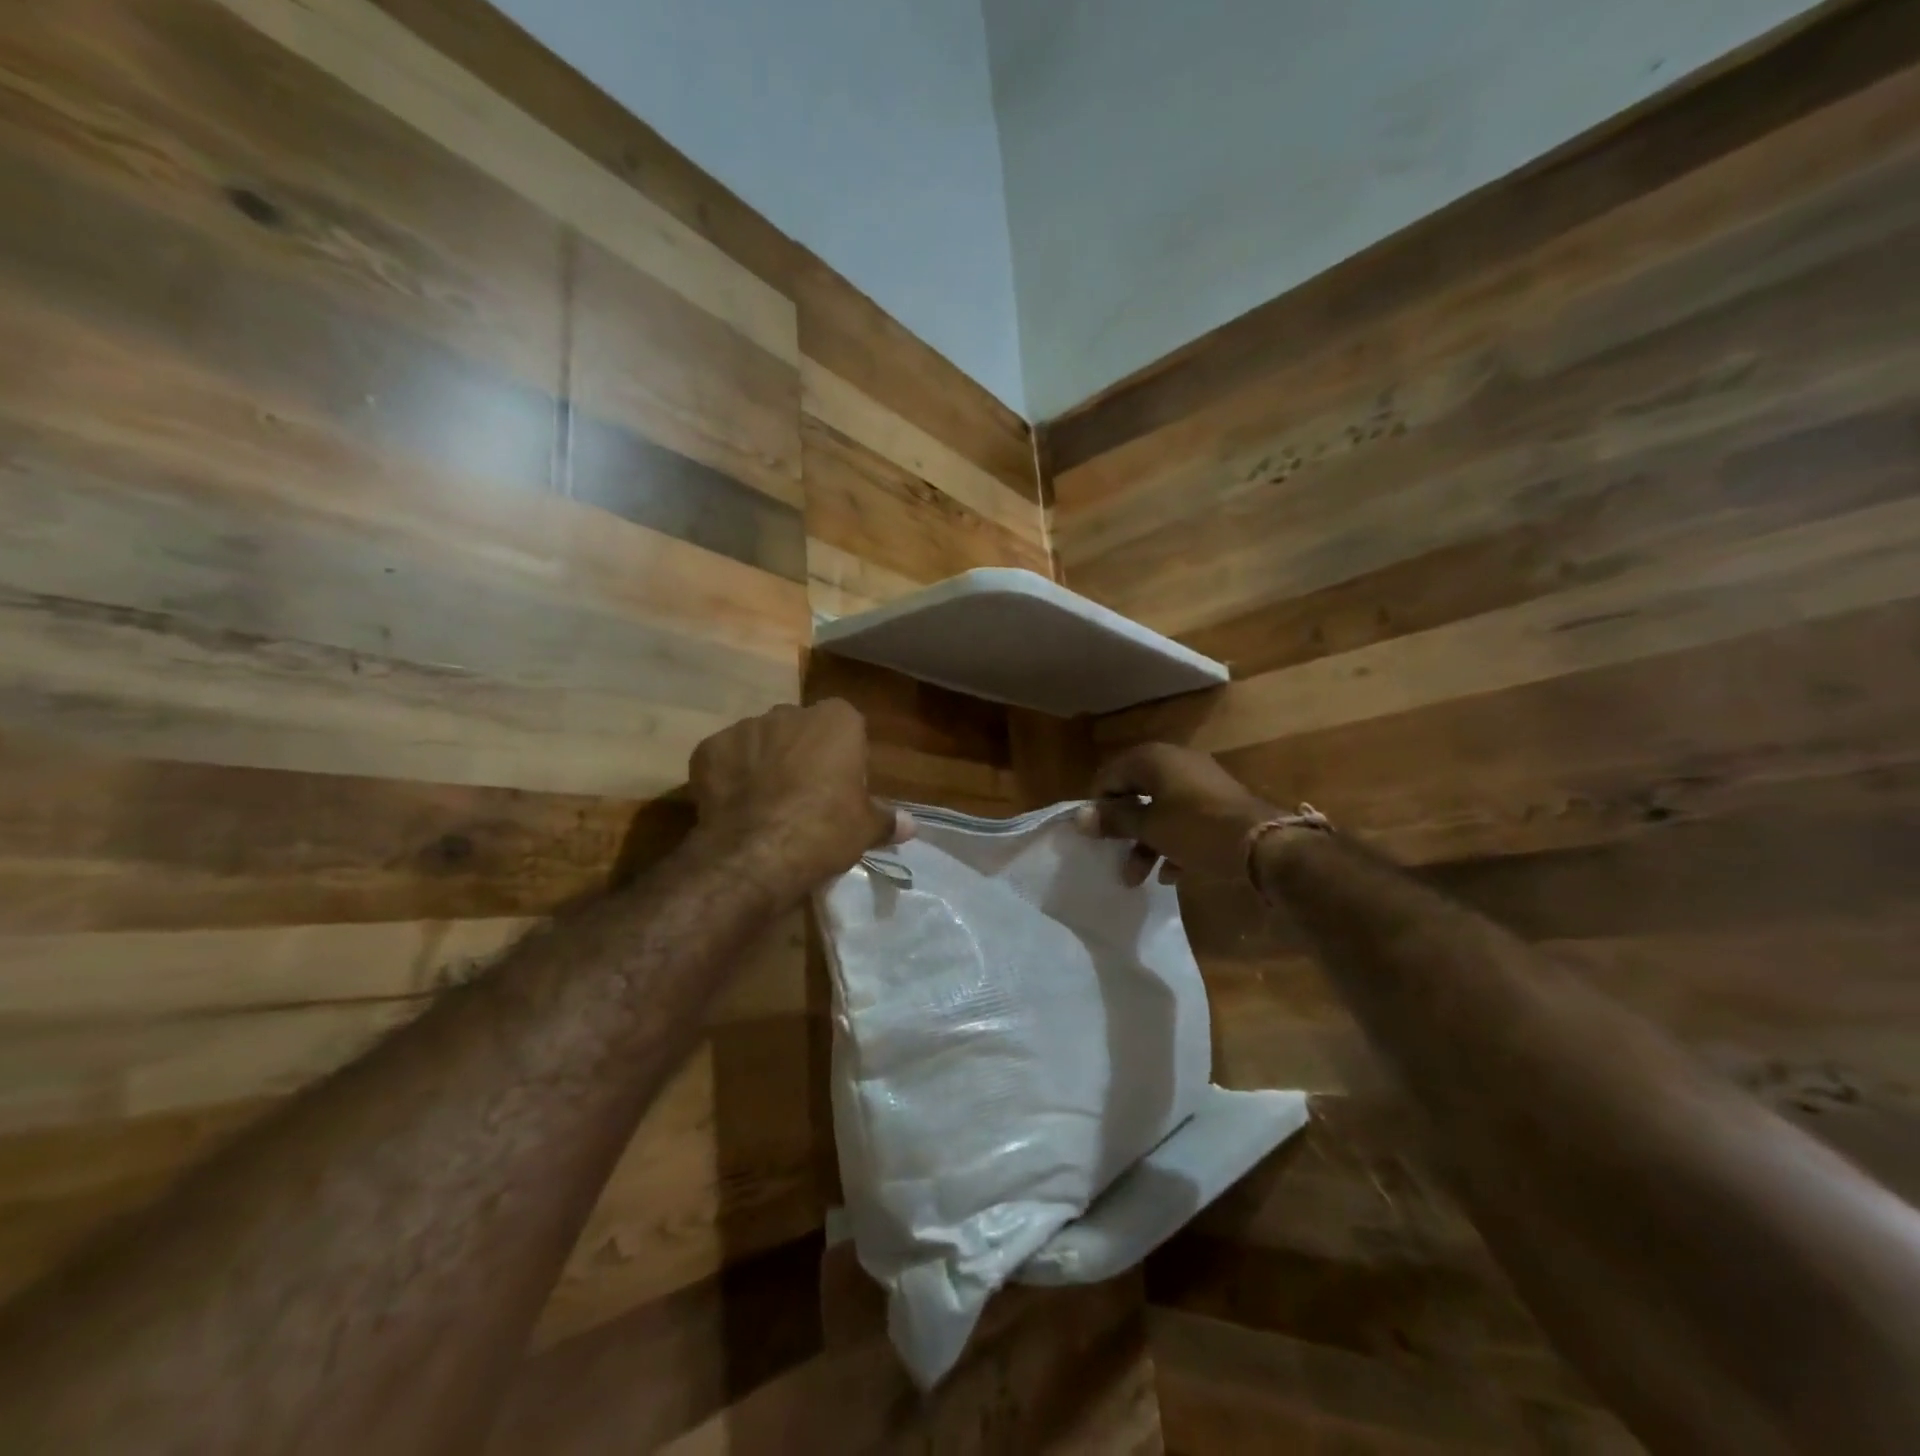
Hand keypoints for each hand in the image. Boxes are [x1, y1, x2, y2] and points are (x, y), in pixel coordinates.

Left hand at [688, 700, 911, 901]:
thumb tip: (911, 825)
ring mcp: (745, 728)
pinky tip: (735, 808)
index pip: (846, 724)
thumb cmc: (825, 830)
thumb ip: (887, 820)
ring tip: (765, 805)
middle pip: (800, 729)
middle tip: (804, 796)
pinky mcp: (708, 749)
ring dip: (764, 763)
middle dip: (801, 753)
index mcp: (836, 720)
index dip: (843, 754)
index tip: (841, 785)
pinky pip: (725, 759)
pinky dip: (729, 777)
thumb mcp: (865, 829)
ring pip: (760, 741)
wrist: (756, 853)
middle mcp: (790, 712)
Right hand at [1080, 743, 1273, 886]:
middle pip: (1136, 793)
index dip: (1099, 804)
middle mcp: (1176, 762)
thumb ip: (1115, 820)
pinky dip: (1172, 842)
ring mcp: (1200, 782)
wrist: (1265, 845)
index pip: (1111, 774)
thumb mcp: (1150, 827)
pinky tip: (1170, 873)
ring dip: (1145, 842)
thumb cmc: (1196, 829)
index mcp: (1154, 759)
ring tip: (1136, 877)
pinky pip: (1184, 820)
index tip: (1095, 834)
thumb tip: (1080, 817)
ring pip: (1160, 810)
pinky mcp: (1218, 804)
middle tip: (1113, 855)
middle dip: (1124, 829)